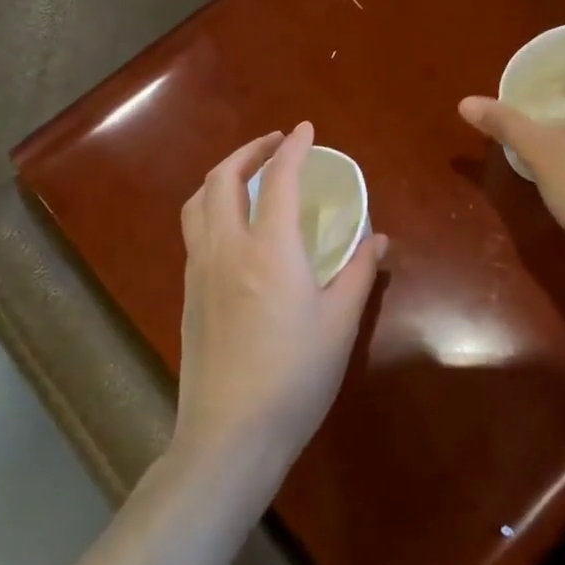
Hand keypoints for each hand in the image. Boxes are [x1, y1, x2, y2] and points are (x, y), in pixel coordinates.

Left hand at [173, 123, 387, 474]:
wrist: (230, 435)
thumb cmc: (295, 376)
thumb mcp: (340, 322)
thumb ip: (358, 272)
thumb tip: (376, 239)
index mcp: (269, 250)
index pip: (277, 178)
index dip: (292, 147)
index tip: (305, 129)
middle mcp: (227, 249)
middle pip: (222, 179)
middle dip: (248, 151)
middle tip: (276, 145)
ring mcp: (200, 272)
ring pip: (197, 203)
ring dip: (222, 176)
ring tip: (247, 176)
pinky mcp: (188, 295)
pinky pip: (194, 232)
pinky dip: (211, 208)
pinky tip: (234, 228)